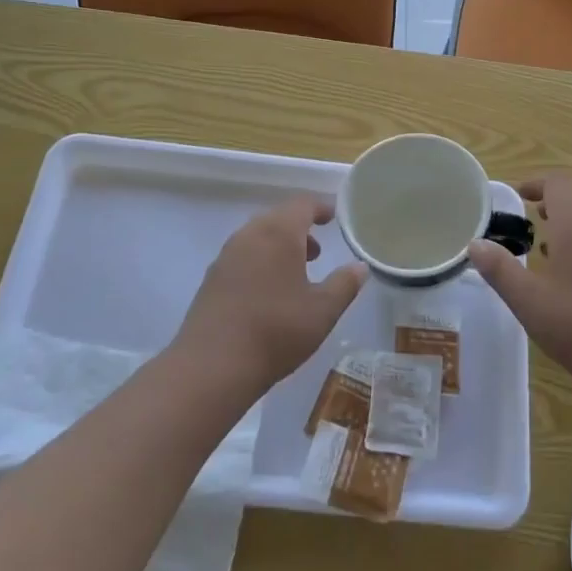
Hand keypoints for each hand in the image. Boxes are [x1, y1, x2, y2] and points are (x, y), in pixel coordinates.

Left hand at [174, 196, 366, 392]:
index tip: (335, 217)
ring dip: (280, 246)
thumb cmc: (276, 331)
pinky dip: (261, 261)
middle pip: (278, 218)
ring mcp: (226, 256)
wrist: (212, 366)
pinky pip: (242, 256)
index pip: (302, 204)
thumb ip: (344, 284)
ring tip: (297, 274)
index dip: (321, 207)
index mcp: (278, 233)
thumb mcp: (322, 311)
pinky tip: (269, 293)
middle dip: (300, 229)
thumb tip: (359, 266)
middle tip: (318, 252)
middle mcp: (249, 235)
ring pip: (258, 237)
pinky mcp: (212, 278)